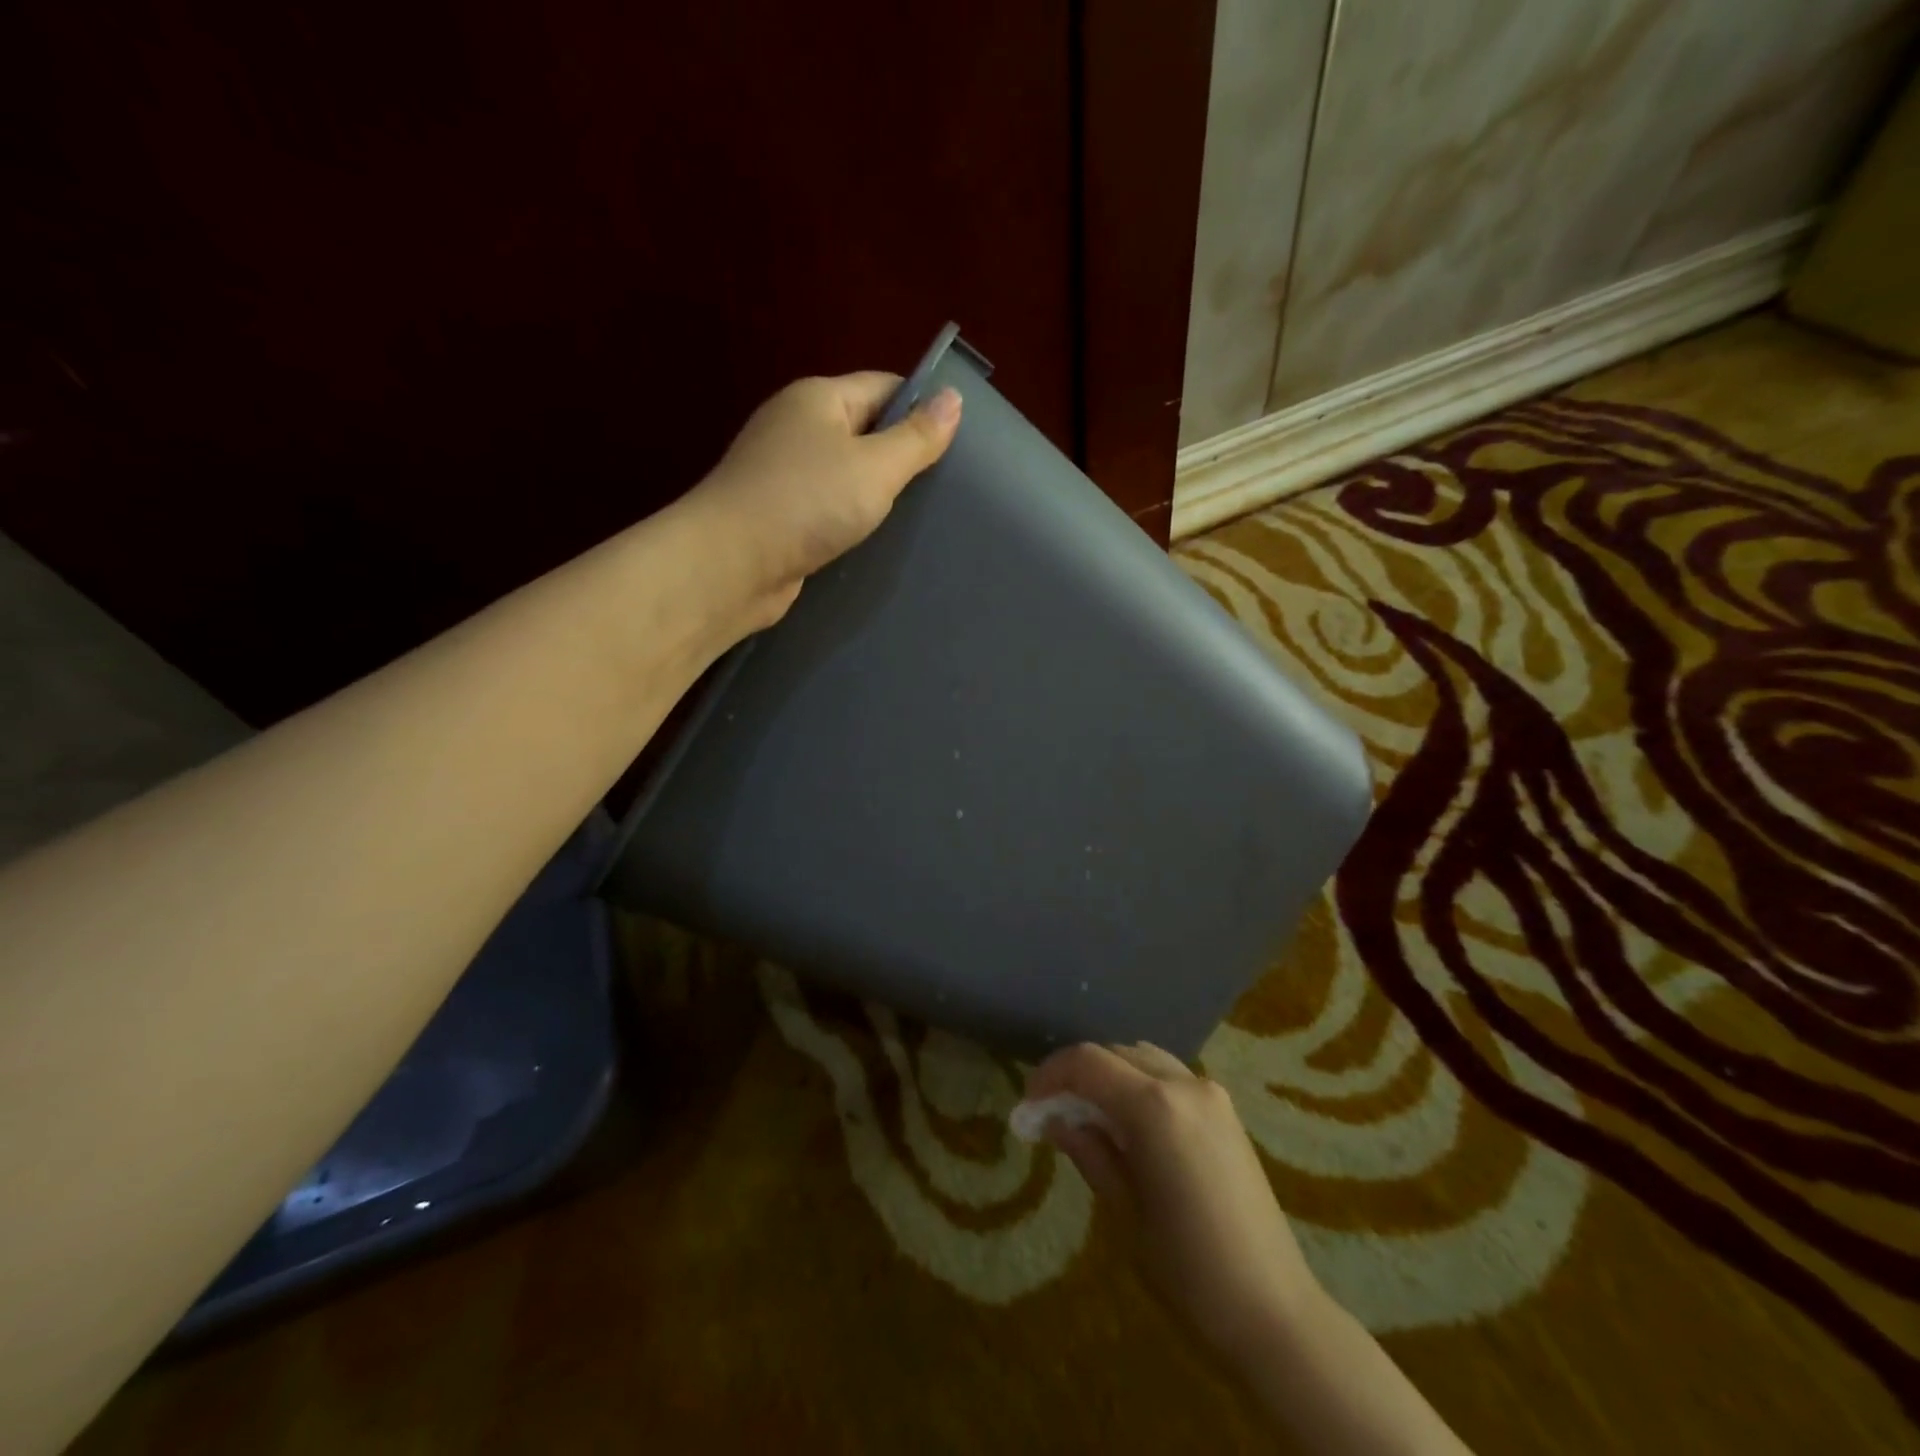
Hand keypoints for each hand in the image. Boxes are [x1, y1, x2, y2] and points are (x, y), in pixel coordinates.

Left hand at [684, 372, 961, 627]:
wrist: (732, 565)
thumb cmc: (807, 503)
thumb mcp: (875, 466)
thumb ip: (916, 437)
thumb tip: (953, 398)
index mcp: (818, 399)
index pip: (883, 388)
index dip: (922, 408)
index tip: (961, 441)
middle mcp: (798, 428)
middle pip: (865, 431)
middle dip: (903, 455)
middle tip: (949, 486)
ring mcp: (784, 473)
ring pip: (847, 474)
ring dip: (878, 493)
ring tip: (922, 515)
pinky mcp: (780, 516)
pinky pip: (829, 508)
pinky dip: (852, 520)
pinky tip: (879, 539)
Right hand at [1017, 1042, 1320, 1371]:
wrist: (1274, 1310)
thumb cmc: (1189, 1269)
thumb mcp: (1126, 1210)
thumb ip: (1089, 1151)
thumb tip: (1054, 1120)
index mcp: (1155, 1106)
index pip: (1087, 1062)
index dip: (1050, 1074)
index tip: (1028, 1104)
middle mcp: (1184, 1083)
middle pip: (1115, 1053)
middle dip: (1077, 1074)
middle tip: (1051, 1112)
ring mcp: (1210, 1092)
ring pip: (1143, 1058)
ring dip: (1109, 1074)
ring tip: (1087, 1115)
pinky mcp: (1226, 1109)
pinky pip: (1169, 1076)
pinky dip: (1139, 1083)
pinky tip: (1129, 1122)